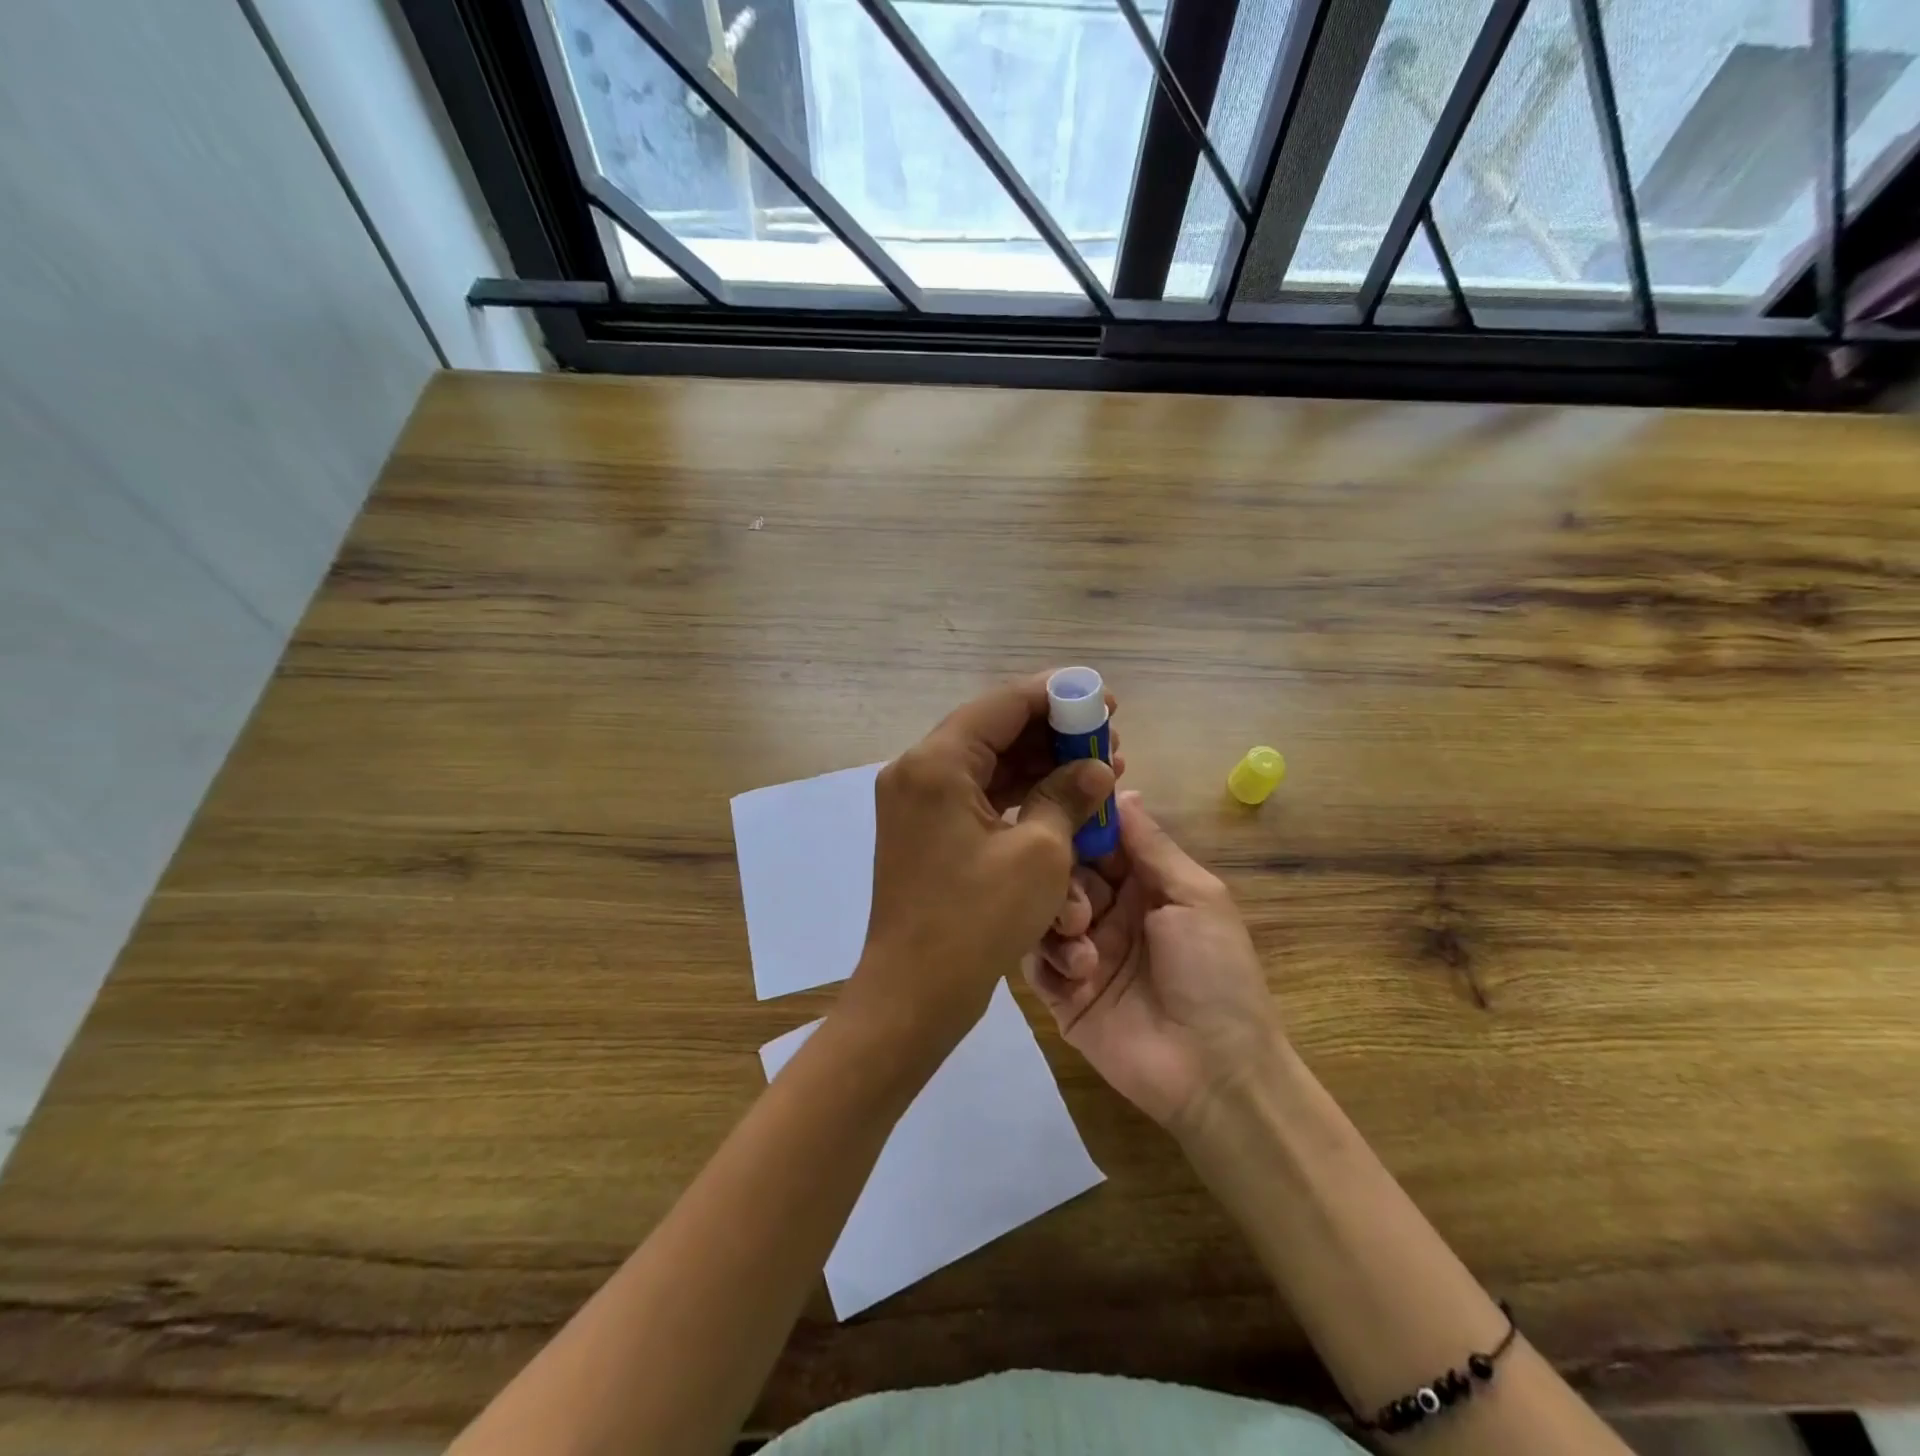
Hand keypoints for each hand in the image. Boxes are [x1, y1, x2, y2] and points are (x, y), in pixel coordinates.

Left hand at [845, 672, 1119, 1053]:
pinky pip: (978, 796)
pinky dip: (1020, 796)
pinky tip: (1064, 802)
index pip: (1003, 704)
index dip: (1058, 695)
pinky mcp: (926, 831)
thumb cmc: (976, 920)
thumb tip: (1096, 769)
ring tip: (1099, 772)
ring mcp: (918, 802)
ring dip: (1042, 765)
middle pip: (995, 730)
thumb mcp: (1039, 854)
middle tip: (1109, 742)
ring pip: (989, 765)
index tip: (1103, 699)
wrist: (914, 993)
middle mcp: (918, 771)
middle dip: (1055, 734)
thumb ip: (1069, 796)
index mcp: (937, 763)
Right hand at [1026, 792, 1282, 1131]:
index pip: (1097, 839)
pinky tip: (1078, 975)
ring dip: (1057, 919)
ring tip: (1083, 943)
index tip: (1056, 804)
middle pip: (1063, 872)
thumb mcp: (1196, 897)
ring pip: (1041, 912)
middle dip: (1065, 879)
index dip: (1079, 823)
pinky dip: (1050, 960)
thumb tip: (1121, 788)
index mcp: (1141, 885)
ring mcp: (1081, 952)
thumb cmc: (1215, 973)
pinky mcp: (1060, 993)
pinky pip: (1033, 961)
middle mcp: (1107, 911)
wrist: (1215, 1072)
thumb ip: (1151, 845)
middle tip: (1084, 905)